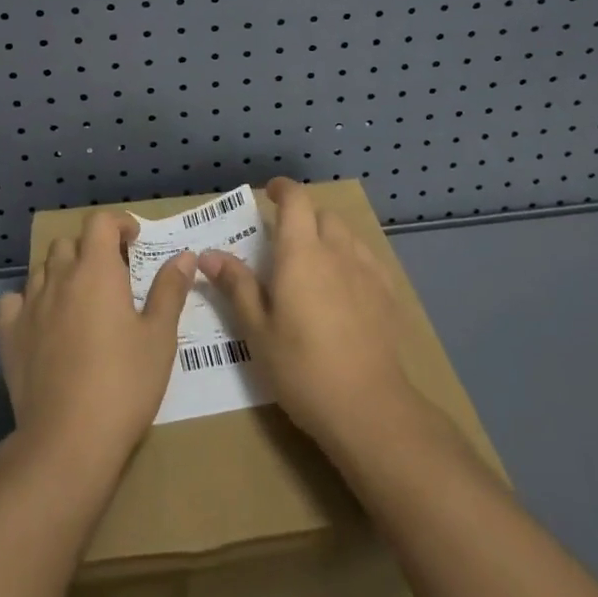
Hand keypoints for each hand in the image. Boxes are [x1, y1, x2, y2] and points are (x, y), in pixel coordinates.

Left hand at [0, 210, 195, 481]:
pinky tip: (43, 319)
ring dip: (62, 272)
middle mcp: (59, 278)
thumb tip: (185, 255)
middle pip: (69, 243)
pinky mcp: (10, 336)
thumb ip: (170, 290)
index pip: (100, 222)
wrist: (68, 440)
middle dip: (91, 249)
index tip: (133, 240)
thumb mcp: (159, 337)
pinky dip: (29, 300)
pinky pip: (15, 301)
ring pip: (42, 269)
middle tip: (111, 274)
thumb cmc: (124, 384)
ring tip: (80, 297)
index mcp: (96, 271)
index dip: (118, 223)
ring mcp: (30, 306)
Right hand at [199, 177, 418, 458]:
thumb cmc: (301, 367)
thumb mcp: (257, 330)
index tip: (269, 194)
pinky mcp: (388, 294)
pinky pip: (366, 260)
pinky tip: (345, 289)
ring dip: (328, 238)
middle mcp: (336, 250)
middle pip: (322, 215)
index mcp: (301, 252)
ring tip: (315, 265)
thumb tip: (209, 254)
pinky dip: (351, 260)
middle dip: (303, 217)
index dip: (282, 190)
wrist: (368, 407)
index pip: (295, 200)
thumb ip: (236, 285)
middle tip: (285, 242)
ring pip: (347, 236)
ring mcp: (367, 271)